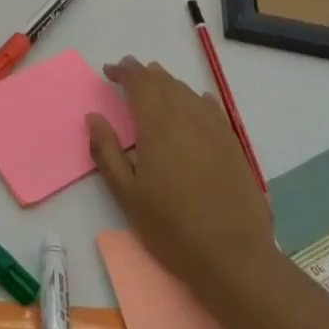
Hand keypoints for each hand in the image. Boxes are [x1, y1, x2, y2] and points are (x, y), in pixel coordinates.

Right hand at [86, 57, 274, 288]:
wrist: (234, 258)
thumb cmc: (171, 228)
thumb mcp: (126, 194)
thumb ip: (107, 151)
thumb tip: (94, 117)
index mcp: (158, 128)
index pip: (140, 84)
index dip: (124, 72)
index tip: (109, 71)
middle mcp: (188, 120)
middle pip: (165, 83)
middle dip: (144, 73)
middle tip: (127, 72)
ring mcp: (215, 132)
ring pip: (188, 93)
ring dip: (169, 83)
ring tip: (155, 83)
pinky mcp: (234, 147)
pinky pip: (212, 109)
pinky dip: (197, 98)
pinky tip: (195, 101)